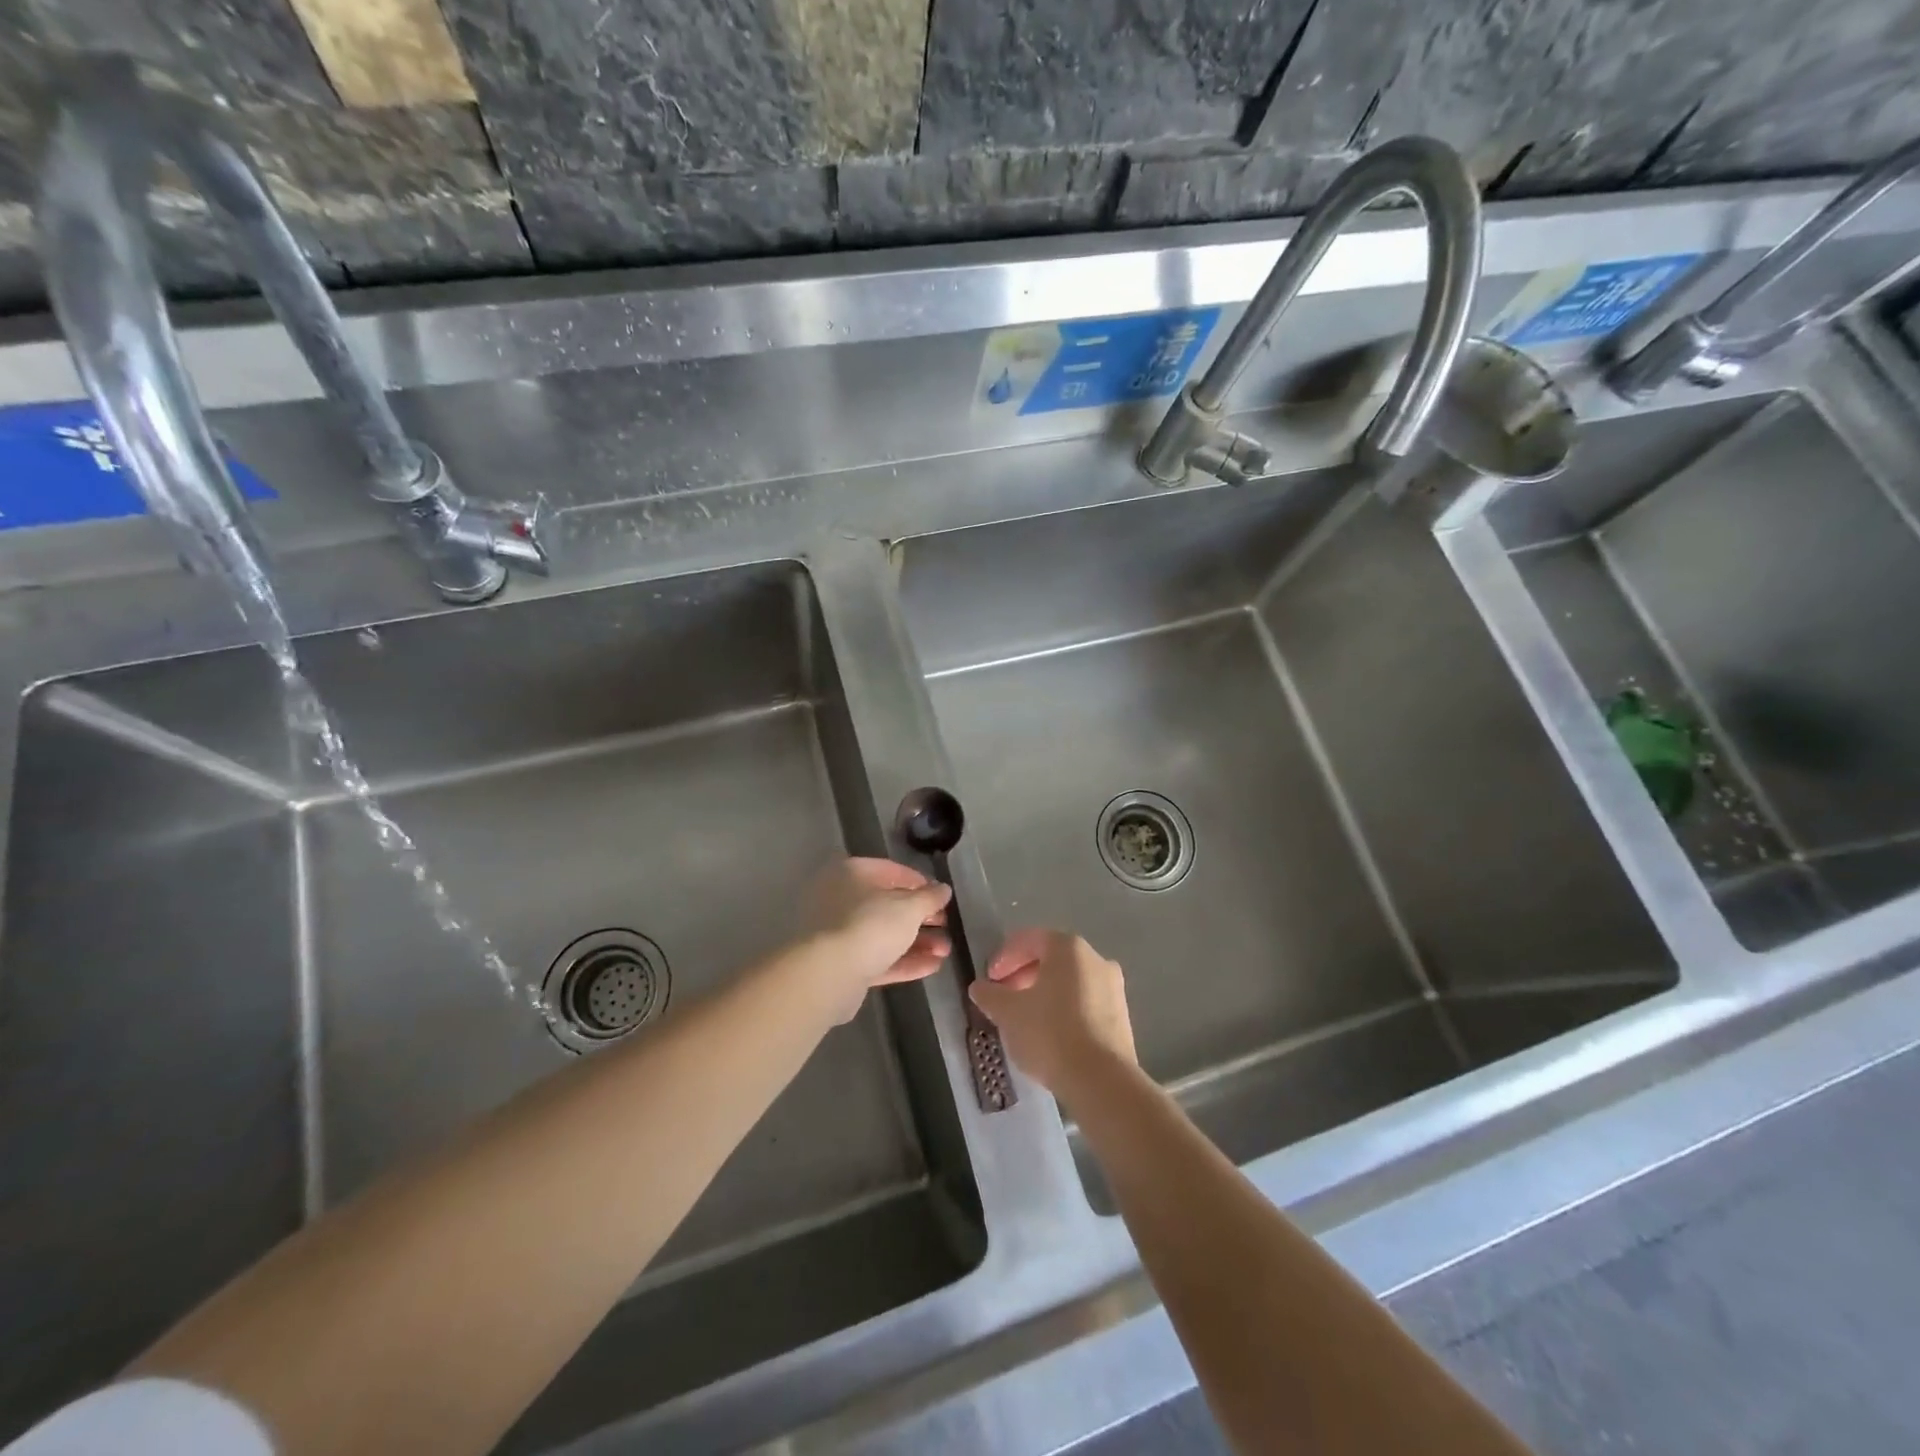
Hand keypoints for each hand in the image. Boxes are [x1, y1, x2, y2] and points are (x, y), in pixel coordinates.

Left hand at [800, 857, 952, 1020]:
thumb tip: (943, 889)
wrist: (828, 975)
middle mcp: (841, 899)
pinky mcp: (842, 965)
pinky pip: (878, 958)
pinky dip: (904, 961)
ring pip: (884, 934)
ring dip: (917, 942)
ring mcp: (839, 933)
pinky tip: (932, 966)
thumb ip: (929, 898)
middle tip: (946, 926)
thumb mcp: (908, 908)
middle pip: (888, 905)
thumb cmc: (870, 926)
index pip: (891, 871)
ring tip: (945, 951)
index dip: (920, 883)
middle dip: (921, 918)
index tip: (942, 897)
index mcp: (852, 874)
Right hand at [968, 929, 1135, 1101]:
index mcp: (1068, 948)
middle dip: (1023, 975)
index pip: (1029, 940)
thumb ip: (990, 995)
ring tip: (1025, 1019)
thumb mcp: (1008, 1013)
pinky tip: (1050, 1035)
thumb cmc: (1050, 1033)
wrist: (1101, 1080)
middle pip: (1051, 959)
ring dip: (1044, 993)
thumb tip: (980, 987)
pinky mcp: (1121, 1017)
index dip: (1004, 957)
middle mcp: (1096, 959)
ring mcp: (1114, 988)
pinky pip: (1085, 1003)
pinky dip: (1064, 1010)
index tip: (989, 980)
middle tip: (1004, 999)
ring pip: (1069, 982)